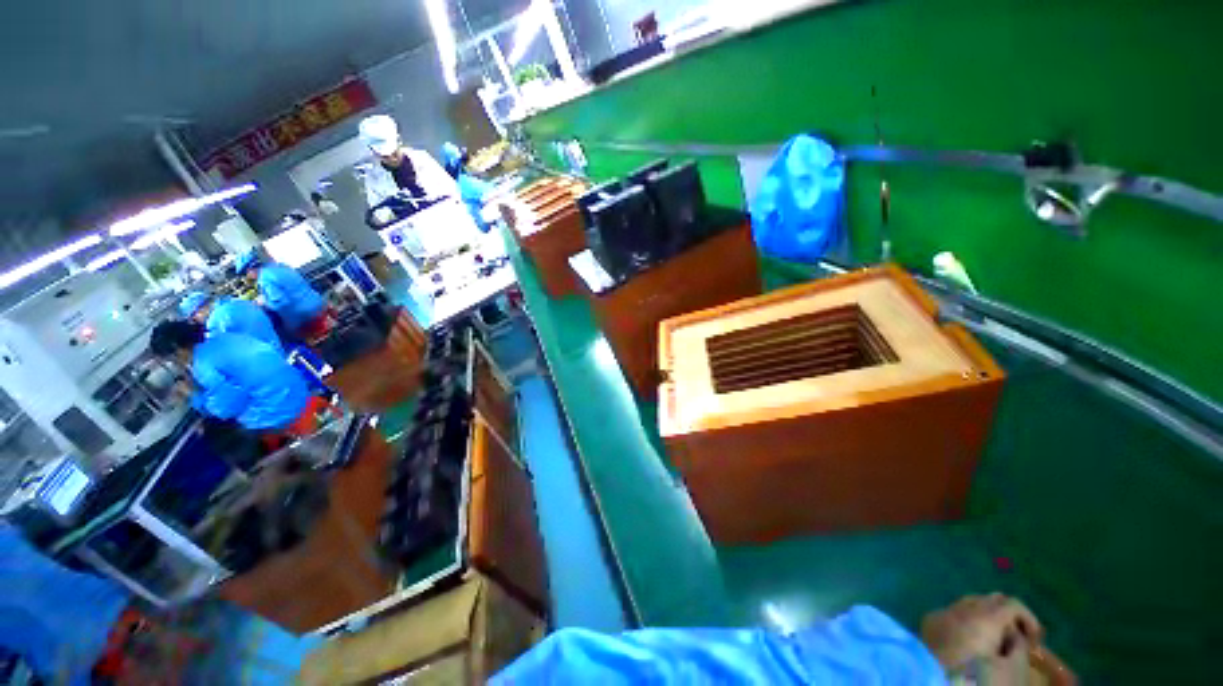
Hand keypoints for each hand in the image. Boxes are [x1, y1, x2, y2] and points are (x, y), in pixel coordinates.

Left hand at [921, 593, 1041, 681]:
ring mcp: (940, 613)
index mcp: (983, 617)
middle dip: (1007, 616)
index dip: (1029, 619)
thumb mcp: (1014, 670)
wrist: (935, 682)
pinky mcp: (928, 623)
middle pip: (989, 600)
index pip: (1012, 603)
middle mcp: (960, 608)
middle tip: (1017, 640)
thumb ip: (1019, 646)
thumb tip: (1015, 634)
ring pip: (969, 604)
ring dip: (986, 618)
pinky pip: (952, 614)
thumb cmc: (979, 681)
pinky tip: (971, 643)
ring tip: (996, 641)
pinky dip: (966, 623)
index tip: (1035, 641)